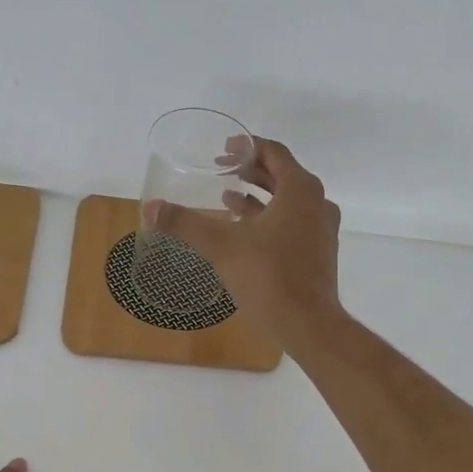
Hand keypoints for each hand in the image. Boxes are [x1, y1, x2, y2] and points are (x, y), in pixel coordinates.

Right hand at [149, 137, 342, 352]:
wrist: (307, 324)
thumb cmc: (268, 276)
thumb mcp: (221, 246)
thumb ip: (185, 224)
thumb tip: (150, 208)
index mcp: (300, 190)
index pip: (273, 153)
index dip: (247, 147)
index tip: (223, 150)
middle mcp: (317, 203)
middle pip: (282, 176)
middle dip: (250, 172)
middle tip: (220, 171)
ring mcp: (322, 230)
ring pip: (288, 202)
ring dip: (258, 198)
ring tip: (227, 199)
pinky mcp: (319, 254)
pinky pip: (293, 224)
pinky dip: (269, 220)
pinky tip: (245, 233)